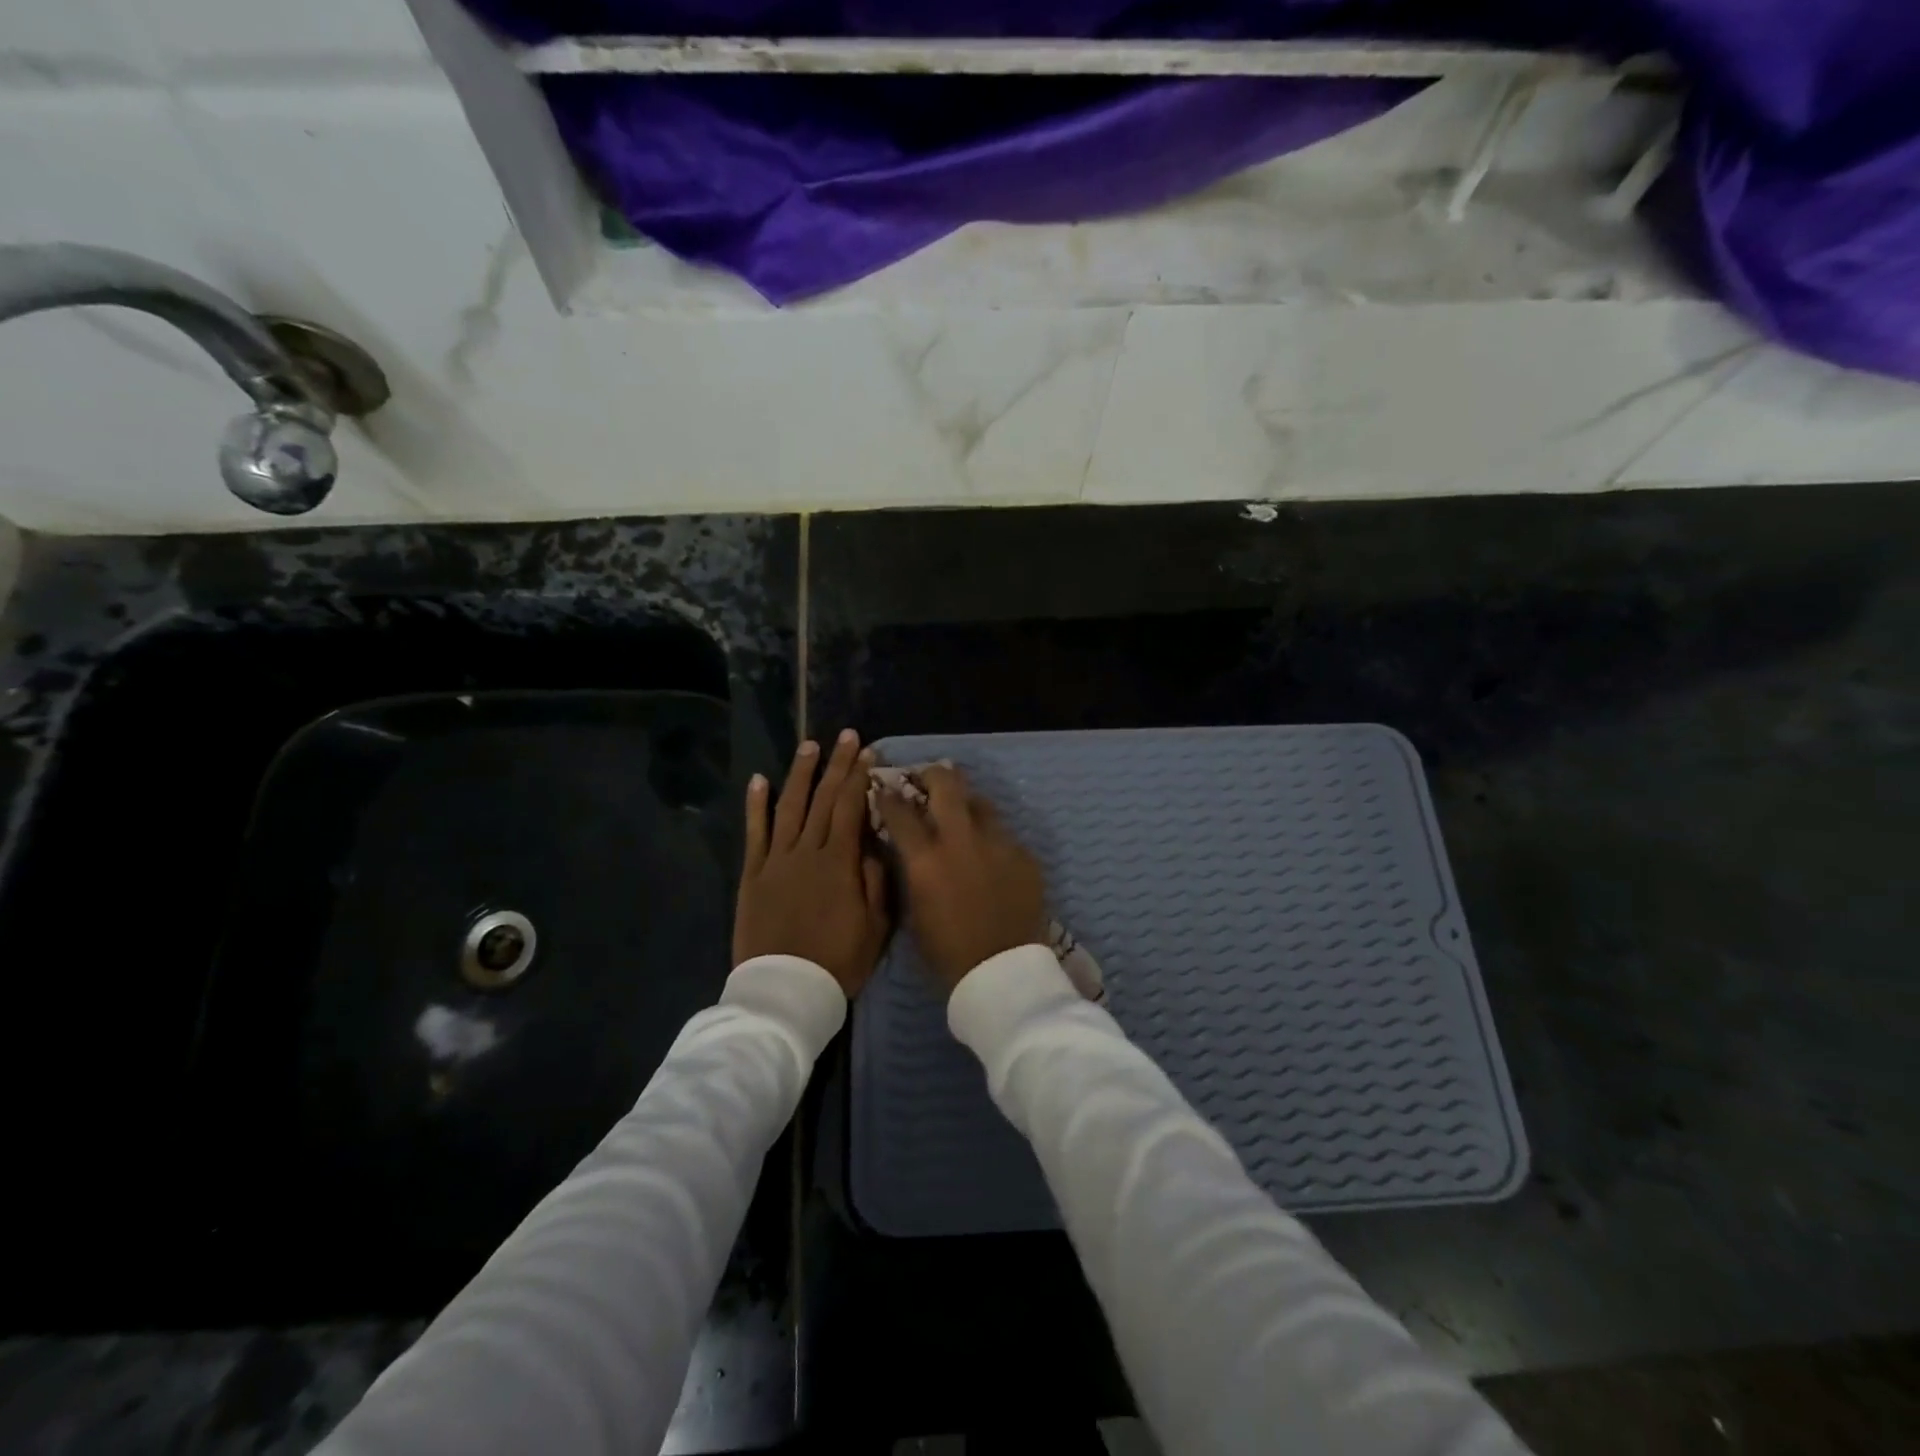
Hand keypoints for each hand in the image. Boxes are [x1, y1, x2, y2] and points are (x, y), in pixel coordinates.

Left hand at [733, 731, 890, 997]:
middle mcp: (807, 851)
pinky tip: (759, 781)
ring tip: (809, 746)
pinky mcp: (752, 874)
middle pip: (824, 799)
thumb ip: (875, 881)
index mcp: (840, 862)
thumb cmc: (837, 961)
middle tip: (846, 736)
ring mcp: (776, 860)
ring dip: (800, 774)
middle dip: (837, 764)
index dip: (860, 777)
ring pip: (790, 806)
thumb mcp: (875, 926)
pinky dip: (756, 805)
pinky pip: (754, 833)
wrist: (785, 990)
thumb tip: (873, 845)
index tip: (868, 752)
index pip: (851, 808)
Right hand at [875, 764, 1045, 995]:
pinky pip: (1003, 834)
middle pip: (946, 784)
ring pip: (980, 802)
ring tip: (961, 813)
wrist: (1002, 972)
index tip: (884, 788)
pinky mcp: (1024, 854)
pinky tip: (989, 854)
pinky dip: (990, 837)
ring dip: (965, 803)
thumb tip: (908, 845)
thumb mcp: (914, 909)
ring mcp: (998, 843)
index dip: (888, 795)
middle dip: (932, 774)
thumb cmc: (947, 951)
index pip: (900, 810)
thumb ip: (911, 870)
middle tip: (926, 778)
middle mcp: (961, 840)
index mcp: (926, 858)